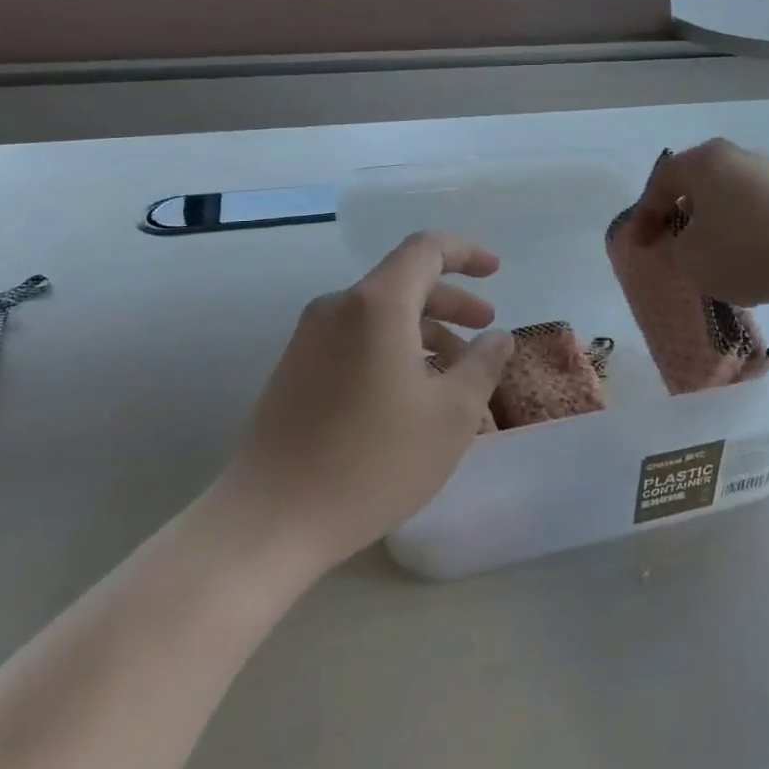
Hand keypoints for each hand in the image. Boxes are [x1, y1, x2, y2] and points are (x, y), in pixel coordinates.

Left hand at [235, 231, 513, 571]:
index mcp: (377, 304)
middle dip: (452, 302)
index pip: (425, 249)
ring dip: (425, 335)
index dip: (466, 253)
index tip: (496, 273)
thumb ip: (482, 365)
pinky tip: (412, 398)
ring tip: (457, 379)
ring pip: (381, 317)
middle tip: (486, 330)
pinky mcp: (295, 370)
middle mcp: (338, 308)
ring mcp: (310, 339)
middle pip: (404, 283)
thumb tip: (498, 337)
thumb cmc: (373, 461)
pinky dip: (394, 353)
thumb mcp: (451, 415)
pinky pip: (356, 342)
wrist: (271, 519)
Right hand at [632, 138, 768, 306]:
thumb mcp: (692, 259)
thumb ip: (674, 247)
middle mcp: (736, 154)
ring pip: (727, 194)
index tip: (640, 245)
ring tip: (710, 251)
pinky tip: (746, 253)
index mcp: (703, 161)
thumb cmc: (746, 250)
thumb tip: (683, 240)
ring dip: (713, 220)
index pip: (661, 182)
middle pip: (696, 183)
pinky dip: (743, 226)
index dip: (644, 215)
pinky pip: (756, 206)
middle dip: (679, 213)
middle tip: (671, 241)